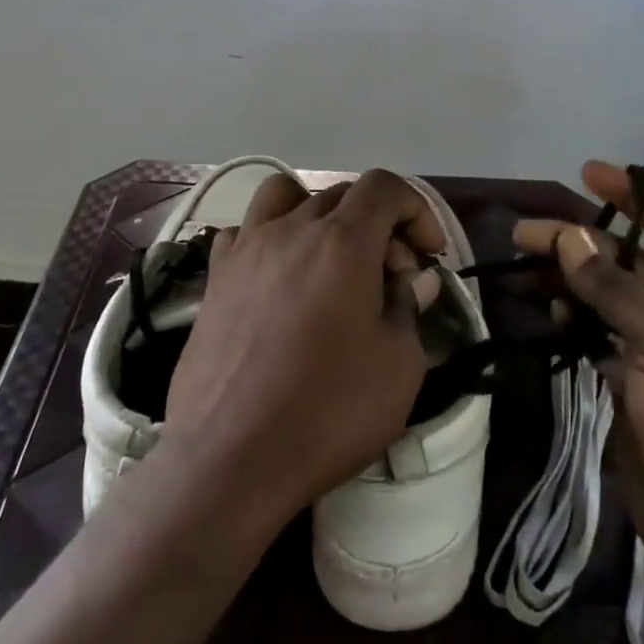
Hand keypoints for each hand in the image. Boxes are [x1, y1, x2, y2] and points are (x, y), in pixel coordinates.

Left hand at [165, 169, 441, 525]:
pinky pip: (243, 231)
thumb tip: (413, 280)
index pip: (385, 186)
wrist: (229, 457)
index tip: (427, 254)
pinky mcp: (215, 277)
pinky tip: (277, 280)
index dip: (416, 209)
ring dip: (318, 214)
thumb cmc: (327, 411)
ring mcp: (246, 249)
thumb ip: (410, 308)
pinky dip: (268, 238)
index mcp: (343, 241)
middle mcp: (292, 229)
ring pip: (285, 196)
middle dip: (377, 224)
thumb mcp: (398, 367)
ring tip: (329, 260)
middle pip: (342, 194)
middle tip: (390, 278)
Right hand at [514, 162, 643, 580]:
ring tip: (523, 264)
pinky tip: (548, 310)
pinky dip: (570, 315)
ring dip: (568, 277)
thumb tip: (569, 237)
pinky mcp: (628, 375)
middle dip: (580, 240)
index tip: (588, 174)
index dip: (634, 197)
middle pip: (626, 258)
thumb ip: (613, 288)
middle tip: (525, 233)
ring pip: (604, 293)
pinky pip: (594, 329)